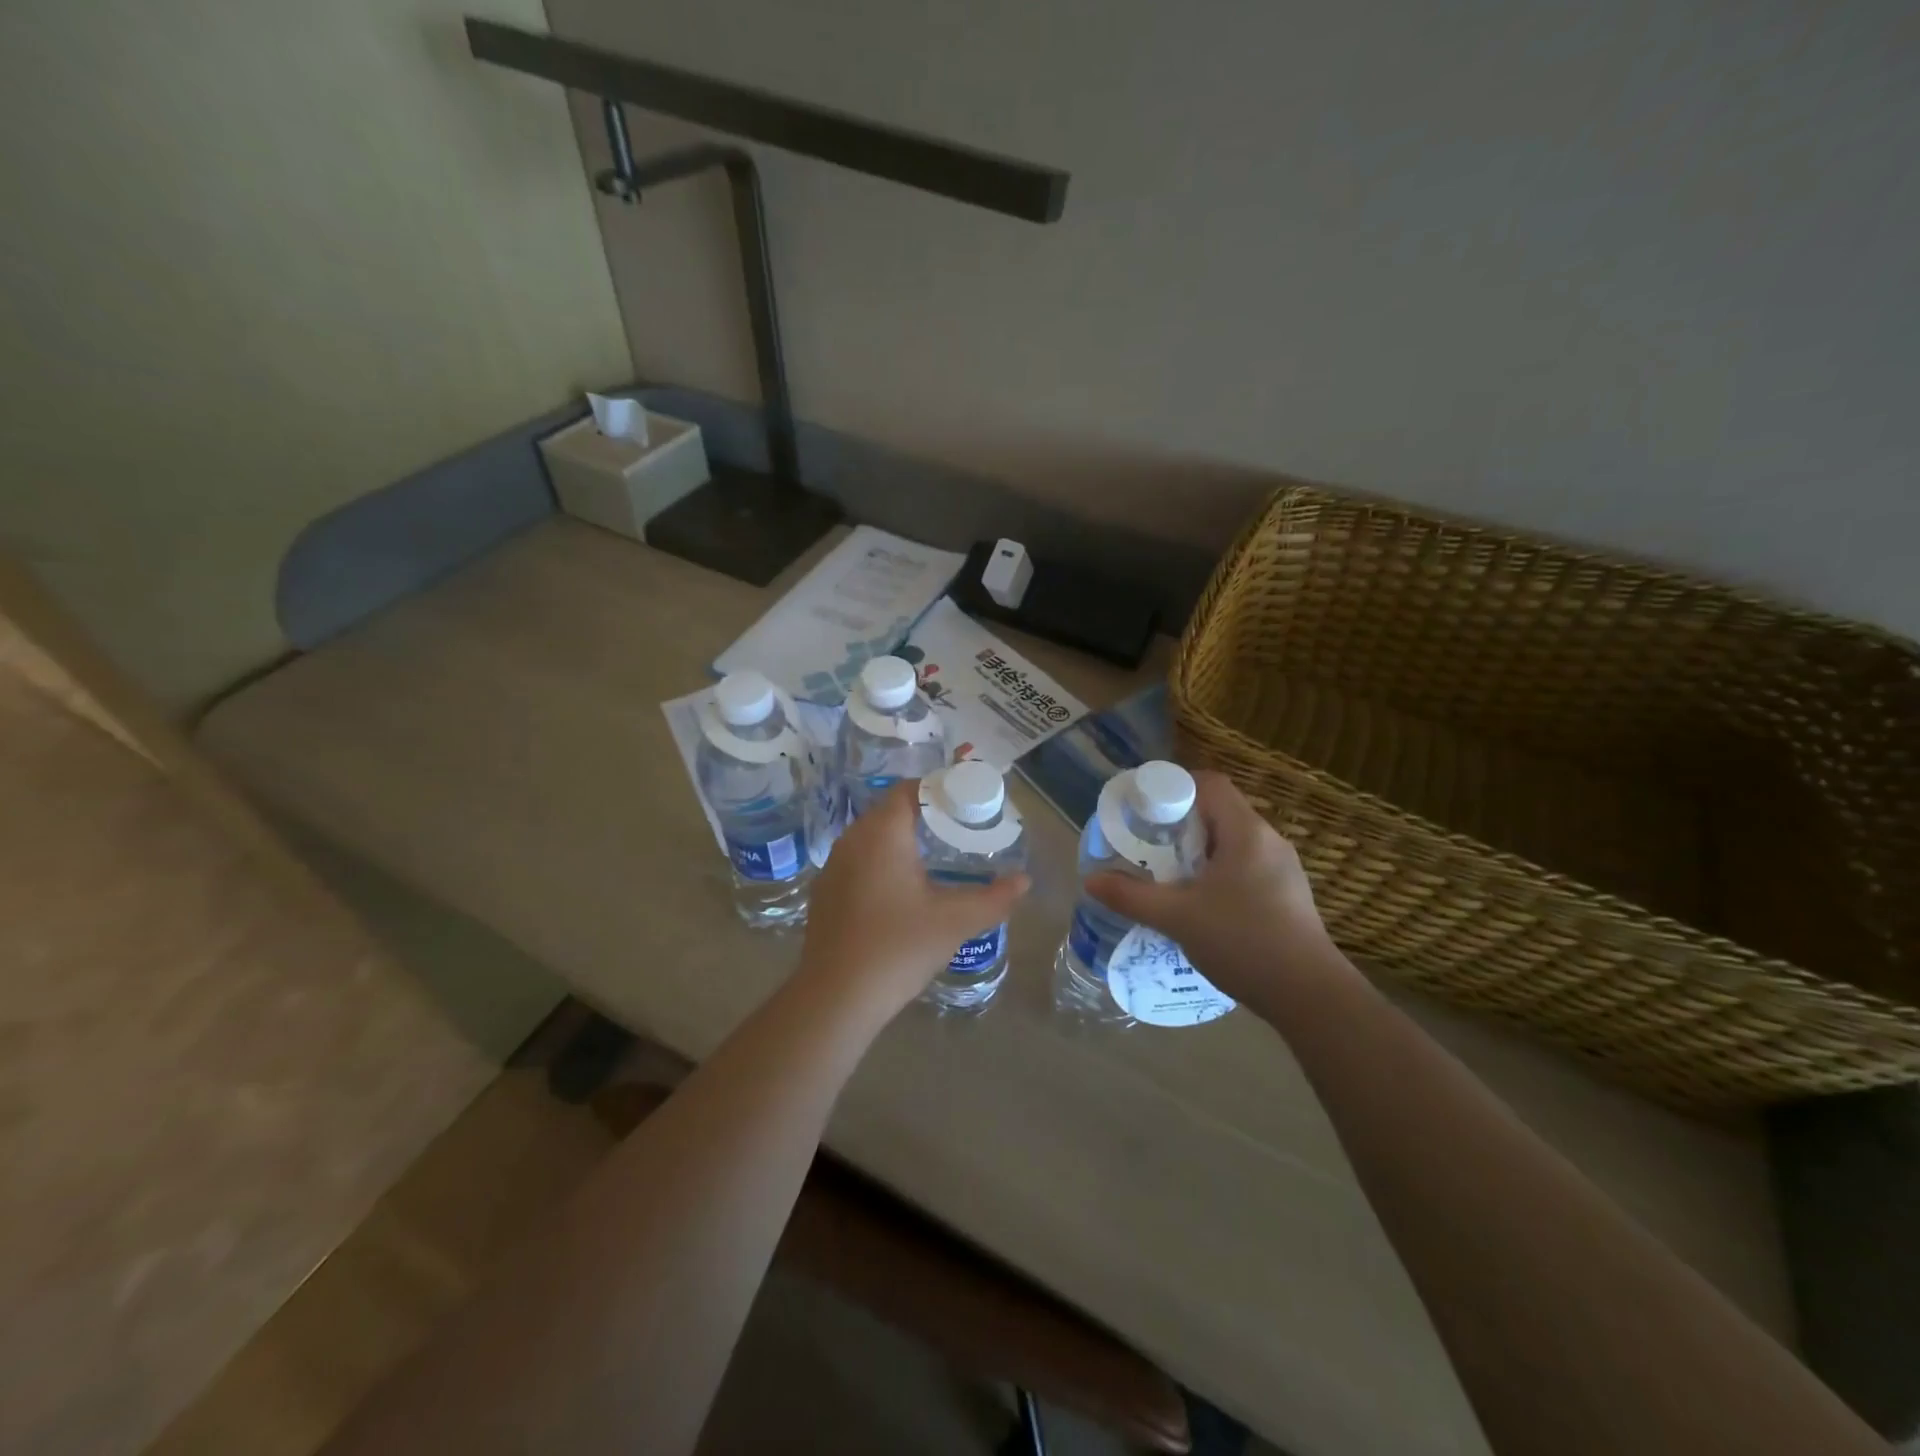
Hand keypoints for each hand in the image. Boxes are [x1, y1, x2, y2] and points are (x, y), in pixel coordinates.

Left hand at [795, 781, 1029, 1021]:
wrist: (835, 997)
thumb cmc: (898, 948)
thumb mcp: (954, 922)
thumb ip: (994, 898)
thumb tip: (1024, 881)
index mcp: (882, 833)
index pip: (910, 790)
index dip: (940, 791)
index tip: (968, 806)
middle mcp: (852, 839)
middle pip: (891, 811)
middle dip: (926, 815)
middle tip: (960, 831)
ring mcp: (833, 866)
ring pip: (873, 837)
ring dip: (902, 839)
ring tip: (936, 857)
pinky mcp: (825, 891)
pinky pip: (858, 860)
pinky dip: (882, 862)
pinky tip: (901, 890)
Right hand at [1086, 771, 1341, 1003]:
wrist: (1310, 996)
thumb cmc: (1243, 942)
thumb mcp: (1177, 918)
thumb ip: (1131, 896)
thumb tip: (1090, 880)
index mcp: (1246, 832)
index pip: (1209, 784)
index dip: (1173, 787)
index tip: (1144, 809)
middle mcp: (1268, 840)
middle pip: (1218, 811)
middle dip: (1179, 824)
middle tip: (1147, 845)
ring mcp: (1282, 868)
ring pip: (1231, 841)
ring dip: (1197, 851)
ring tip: (1167, 875)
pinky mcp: (1287, 894)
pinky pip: (1245, 866)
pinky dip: (1217, 872)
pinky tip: (1200, 903)